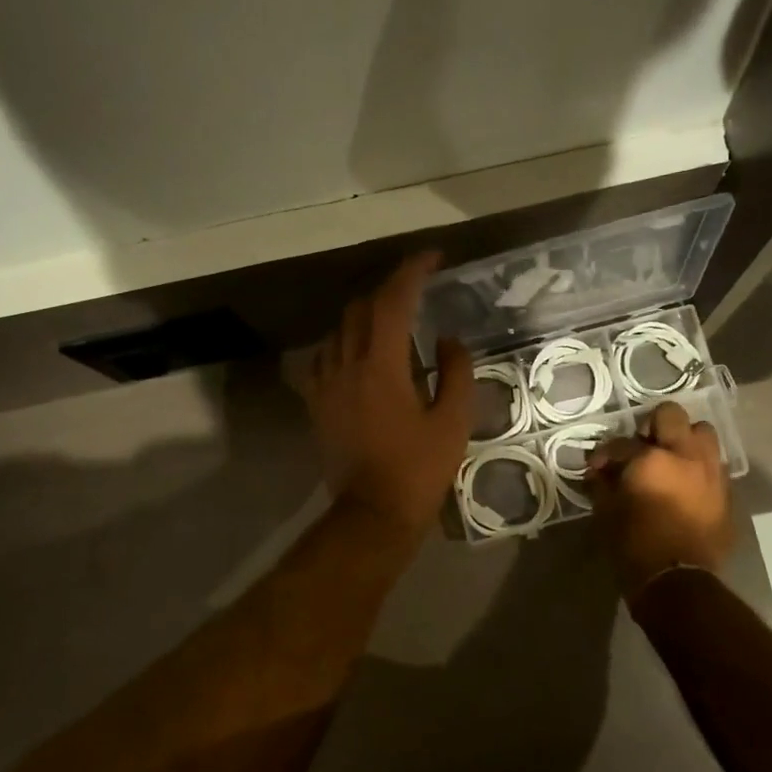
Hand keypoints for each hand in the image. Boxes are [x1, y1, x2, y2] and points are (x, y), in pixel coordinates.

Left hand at [294, 254, 474, 539]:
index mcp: (382, 366)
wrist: (373, 513)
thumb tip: (448, 339)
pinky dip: (343, 343)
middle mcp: (347, 365)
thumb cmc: (419, 469)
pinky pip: (323, 357)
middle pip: (361, 308)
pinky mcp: (317, 403)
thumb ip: (455, 372)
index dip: (412, 272)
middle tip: (417, 291)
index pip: (393, 301)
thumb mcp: (453, 421)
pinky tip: (358, 354)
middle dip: (389, 290)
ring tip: (391, 321)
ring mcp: (326, 384)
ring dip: (365, 315)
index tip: (433, 258)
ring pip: (339, 330)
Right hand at [585, 401, 734, 598]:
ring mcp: (711, 472)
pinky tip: (684, 487)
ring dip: (684, 441)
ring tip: (669, 461)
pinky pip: (713, 466)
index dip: (604, 453)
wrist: (677, 582)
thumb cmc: (634, 546)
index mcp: (651, 459)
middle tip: (641, 448)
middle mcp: (686, 456)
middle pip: (672, 416)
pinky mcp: (726, 493)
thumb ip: (601, 483)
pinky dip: (698, 468)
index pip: (621, 443)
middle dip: (653, 426)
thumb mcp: (606, 512)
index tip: (597, 467)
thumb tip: (598, 471)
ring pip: (703, 434)